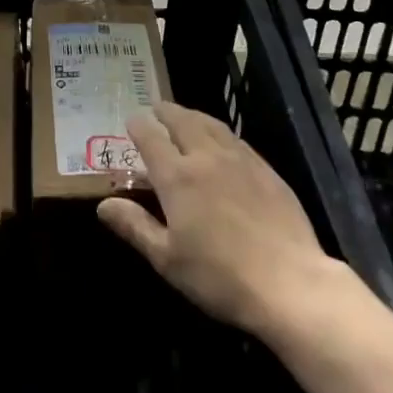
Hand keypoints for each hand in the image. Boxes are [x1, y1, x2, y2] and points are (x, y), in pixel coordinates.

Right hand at [98, 101, 349, 339]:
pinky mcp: (266, 169)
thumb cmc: (220, 277)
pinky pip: (236, 138)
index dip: (138, 126)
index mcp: (177, 176)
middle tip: (157, 108)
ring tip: (185, 115)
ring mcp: (239, 159)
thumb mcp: (168, 259)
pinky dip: (219, 131)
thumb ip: (135, 227)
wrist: (289, 283)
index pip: (151, 138)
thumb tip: (104, 205)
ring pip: (211, 124)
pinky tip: (222, 141)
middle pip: (182, 121)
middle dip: (166, 112)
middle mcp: (206, 156)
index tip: (131, 121)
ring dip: (193, 115)